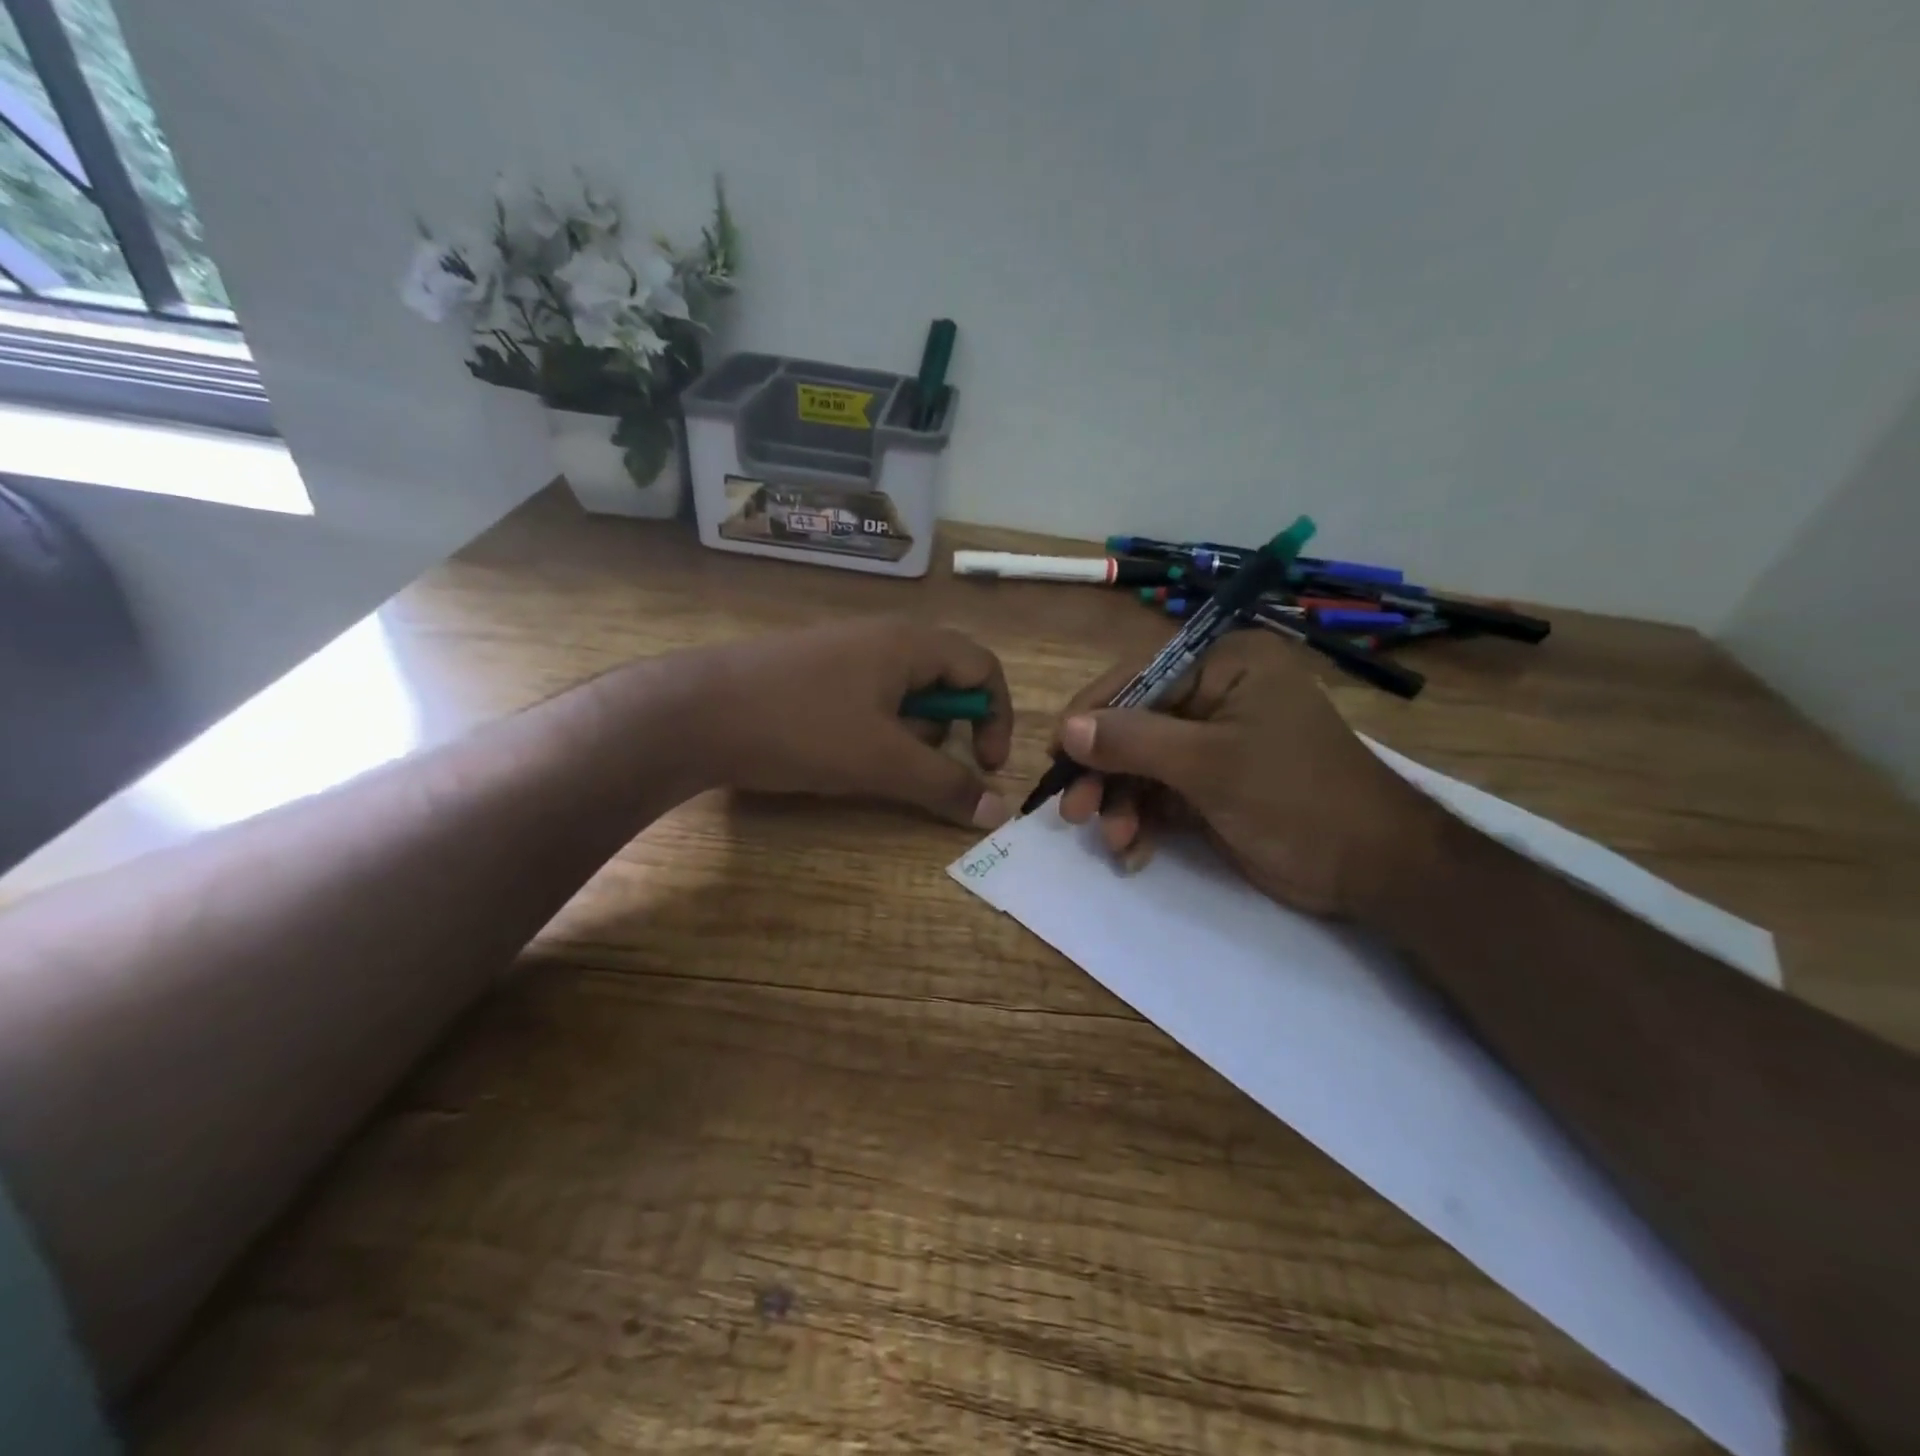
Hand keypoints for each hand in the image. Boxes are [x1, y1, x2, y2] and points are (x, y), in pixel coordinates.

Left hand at [688, 618, 1014, 828]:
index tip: (988, 765)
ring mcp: (842, 652)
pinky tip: (836, 753)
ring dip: (907, 733)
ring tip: (872, 764)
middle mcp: (881, 638)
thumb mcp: (883, 763)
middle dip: (948, 730)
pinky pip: (865, 698)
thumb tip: (999, 812)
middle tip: (922, 766)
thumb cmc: (801, 728)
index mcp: (909, 644)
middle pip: (944, 679)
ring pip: (902, 693)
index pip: (983, 666)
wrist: (692, 713)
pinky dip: (872, 729)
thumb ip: (946, 786)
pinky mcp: (811, 672)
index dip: (998, 716)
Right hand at [1053, 629, 1441, 918]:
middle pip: (1135, 724)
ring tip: (1113, 839)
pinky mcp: (1212, 783)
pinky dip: (1143, 820)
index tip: (1055, 754)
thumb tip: (1067, 728)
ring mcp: (1214, 742)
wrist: (1372, 869)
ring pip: (1142, 764)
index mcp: (1226, 665)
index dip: (1092, 715)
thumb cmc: (1296, 798)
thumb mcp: (1209, 765)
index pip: (1139, 677)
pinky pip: (1160, 793)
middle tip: (1073, 811)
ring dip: (1121, 803)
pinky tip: (1134, 850)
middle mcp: (1217, 694)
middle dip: (1105, 771)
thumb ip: (1133, 741)